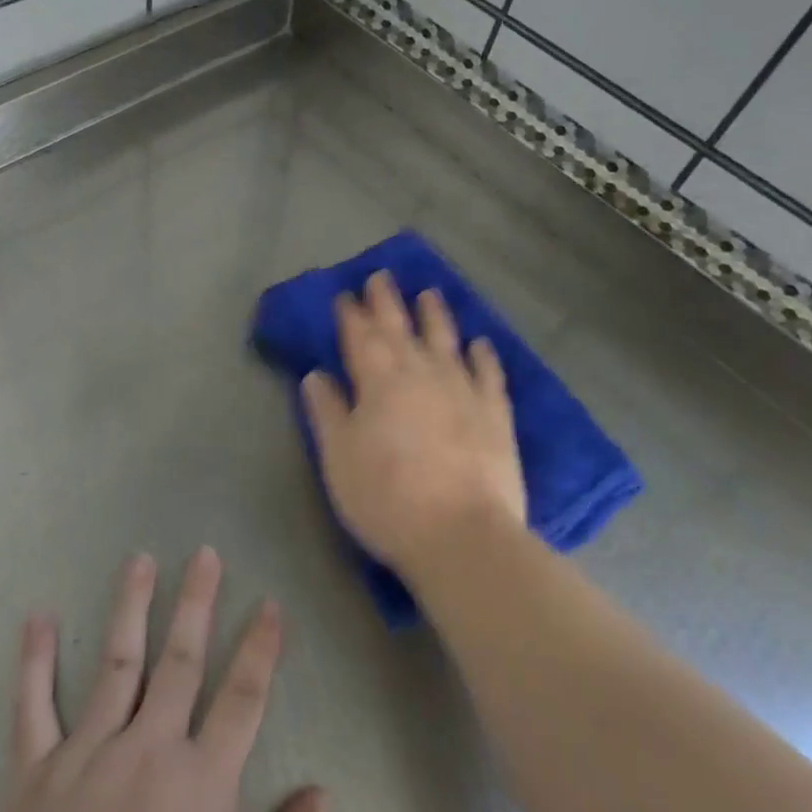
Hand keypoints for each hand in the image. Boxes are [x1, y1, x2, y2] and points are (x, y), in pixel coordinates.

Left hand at [0, 548, 326, 811]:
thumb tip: (320, 792)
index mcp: (201, 784)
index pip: (243, 696)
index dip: (261, 648)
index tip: (270, 604)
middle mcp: (147, 752)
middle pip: (181, 661)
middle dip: (197, 603)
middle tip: (205, 554)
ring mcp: (86, 758)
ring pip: (116, 664)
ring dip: (130, 607)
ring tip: (140, 561)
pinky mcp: (33, 779)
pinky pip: (32, 708)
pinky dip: (34, 662)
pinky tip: (38, 620)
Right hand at [300, 271, 527, 582]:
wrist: (462, 535)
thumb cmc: (386, 498)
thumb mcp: (338, 458)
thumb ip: (327, 411)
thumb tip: (316, 374)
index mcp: (378, 382)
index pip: (360, 337)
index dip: (351, 314)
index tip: (345, 294)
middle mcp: (420, 373)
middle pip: (400, 329)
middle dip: (387, 302)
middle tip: (381, 276)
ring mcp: (462, 390)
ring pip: (446, 340)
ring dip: (435, 315)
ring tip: (429, 293)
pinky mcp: (494, 414)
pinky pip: (489, 374)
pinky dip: (483, 355)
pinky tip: (479, 343)